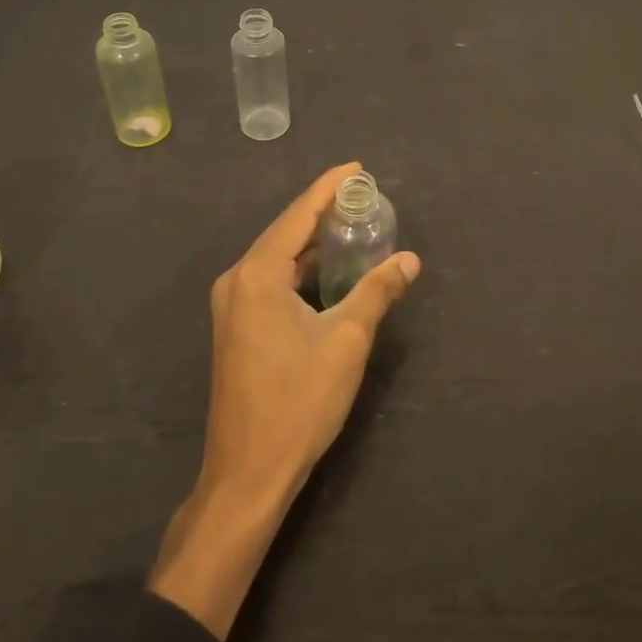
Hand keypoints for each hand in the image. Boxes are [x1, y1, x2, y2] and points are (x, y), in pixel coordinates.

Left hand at [150, 163, 420, 638]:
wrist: (248, 473)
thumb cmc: (298, 402)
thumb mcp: (346, 341)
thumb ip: (377, 292)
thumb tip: (409, 260)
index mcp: (257, 275)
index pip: (298, 215)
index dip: (328, 188)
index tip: (356, 168)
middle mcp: (237, 280)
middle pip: (284, 231)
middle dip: (322, 210)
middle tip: (362, 195)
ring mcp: (232, 305)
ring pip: (276, 256)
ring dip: (311, 239)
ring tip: (350, 222)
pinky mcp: (236, 326)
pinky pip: (270, 278)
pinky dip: (299, 266)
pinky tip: (325, 266)